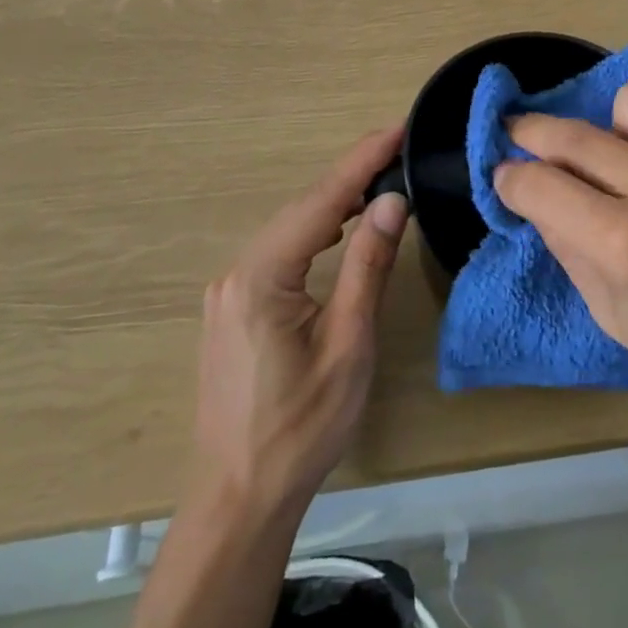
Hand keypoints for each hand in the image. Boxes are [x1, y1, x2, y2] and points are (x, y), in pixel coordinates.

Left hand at [192, 127, 407, 514]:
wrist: (239, 499)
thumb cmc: (301, 429)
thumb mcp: (347, 346)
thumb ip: (367, 266)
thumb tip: (391, 201)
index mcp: (261, 276)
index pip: (321, 201)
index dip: (362, 159)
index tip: (397, 127)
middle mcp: (237, 271)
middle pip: (302, 208)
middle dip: (351, 174)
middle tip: (398, 148)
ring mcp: (229, 289)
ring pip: (290, 227)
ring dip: (335, 201)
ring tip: (380, 178)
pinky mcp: (233, 306)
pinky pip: (280, 250)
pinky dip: (315, 229)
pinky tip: (339, 226)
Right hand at [495, 83, 627, 426]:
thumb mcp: (616, 319)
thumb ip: (567, 249)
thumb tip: (533, 196)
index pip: (543, 187)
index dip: (511, 180)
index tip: (504, 177)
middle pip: (576, 136)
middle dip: (533, 134)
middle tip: (521, 138)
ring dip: (611, 127)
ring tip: (619, 158)